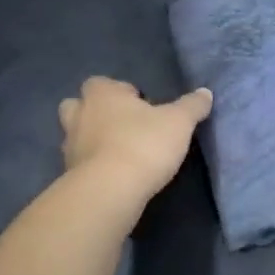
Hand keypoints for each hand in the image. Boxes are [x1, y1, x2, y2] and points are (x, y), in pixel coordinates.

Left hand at [59, 78, 211, 203]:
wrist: (110, 191)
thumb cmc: (143, 144)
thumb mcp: (179, 122)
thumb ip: (191, 106)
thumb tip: (205, 92)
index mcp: (102, 94)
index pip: (101, 83)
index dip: (119, 91)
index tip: (140, 105)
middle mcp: (79, 115)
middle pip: (77, 106)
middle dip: (95, 112)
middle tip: (122, 125)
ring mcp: (69, 146)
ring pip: (76, 135)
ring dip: (91, 140)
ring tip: (118, 152)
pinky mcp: (68, 175)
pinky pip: (79, 163)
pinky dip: (92, 166)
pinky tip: (112, 176)